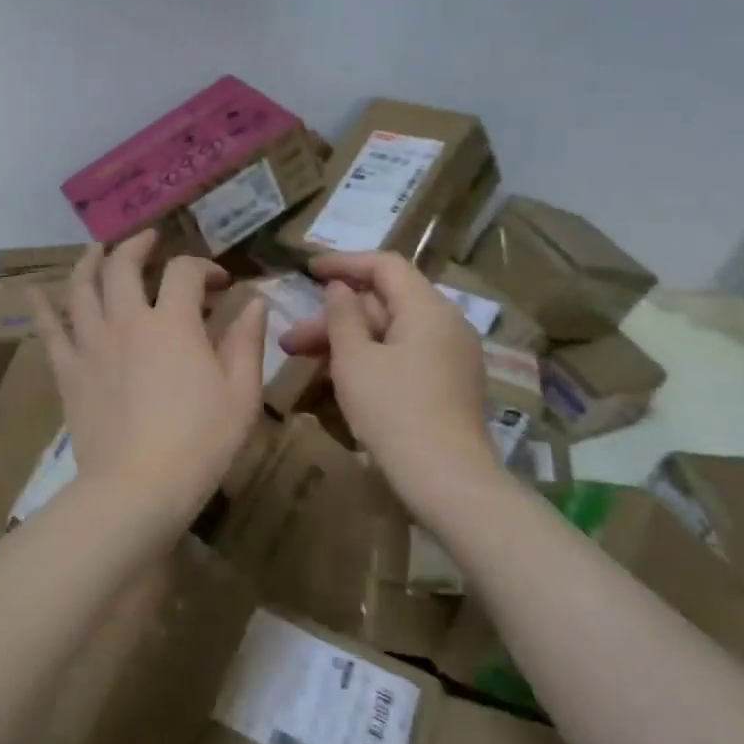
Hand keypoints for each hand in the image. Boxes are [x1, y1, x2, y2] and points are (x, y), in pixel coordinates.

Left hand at [31, 231, 266, 525]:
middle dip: (138, 246)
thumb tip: (256, 301)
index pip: (185, 272)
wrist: (138, 488)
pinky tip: (34, 292)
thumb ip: (247, 341)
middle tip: (149, 240)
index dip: (204, 267)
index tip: (220, 282)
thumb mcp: (241, 394)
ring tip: (96, 250)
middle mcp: (128, 321)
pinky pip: (49, 330)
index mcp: (174, 323)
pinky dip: (41, 307)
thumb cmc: (200, 442)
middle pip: (123, 266)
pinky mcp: (68, 371)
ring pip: (81, 287)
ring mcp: (92, 344)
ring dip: (89, 262)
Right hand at [279, 251, 500, 518]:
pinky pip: (405, 355)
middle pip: (385, 303)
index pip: (385, 266)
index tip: (307, 270)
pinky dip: (371, 358)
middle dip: (335, 317)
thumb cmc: (395, 412)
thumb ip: (343, 316)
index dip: (343, 263)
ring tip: (304, 360)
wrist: (448, 481)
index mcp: (428, 309)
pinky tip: (340, 378)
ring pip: (391, 333)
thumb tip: (340, 288)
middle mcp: (447, 324)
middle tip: (291, 340)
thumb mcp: (355, 360)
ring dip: (347, 341)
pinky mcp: (450, 385)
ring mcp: (452, 356)